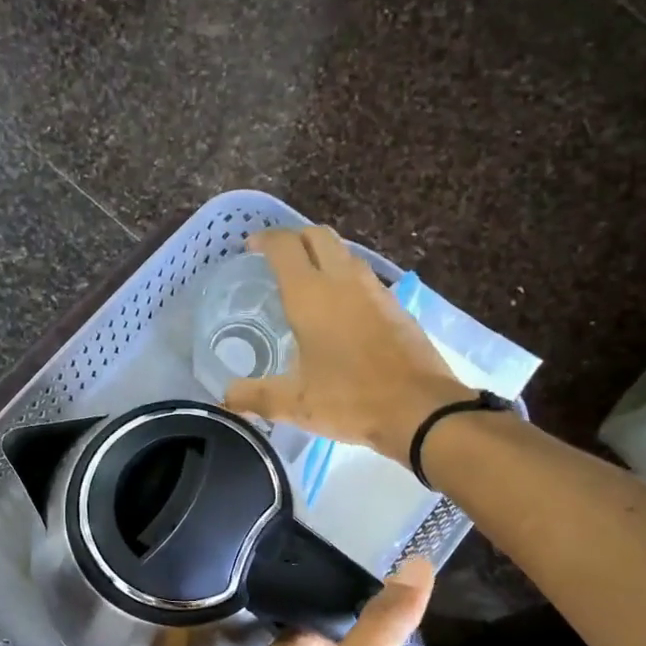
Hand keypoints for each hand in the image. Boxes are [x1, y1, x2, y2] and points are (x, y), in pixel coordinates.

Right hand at [224, 225, 467, 463]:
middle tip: (278, 259)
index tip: (251, 248)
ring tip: (307, 281)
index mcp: (311, 295)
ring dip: (323, 256)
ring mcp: (375, 291)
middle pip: (318, 236)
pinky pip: (364, 278)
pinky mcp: (396, 307)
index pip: (285, 246)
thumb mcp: (294, 404)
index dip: (265, 240)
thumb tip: (226, 397)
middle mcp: (343, 281)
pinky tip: (340, 310)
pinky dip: (345, 279)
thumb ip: (255, 397)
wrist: (419, 409)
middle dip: (295, 238)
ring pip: (345, 253)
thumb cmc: (350, 400)